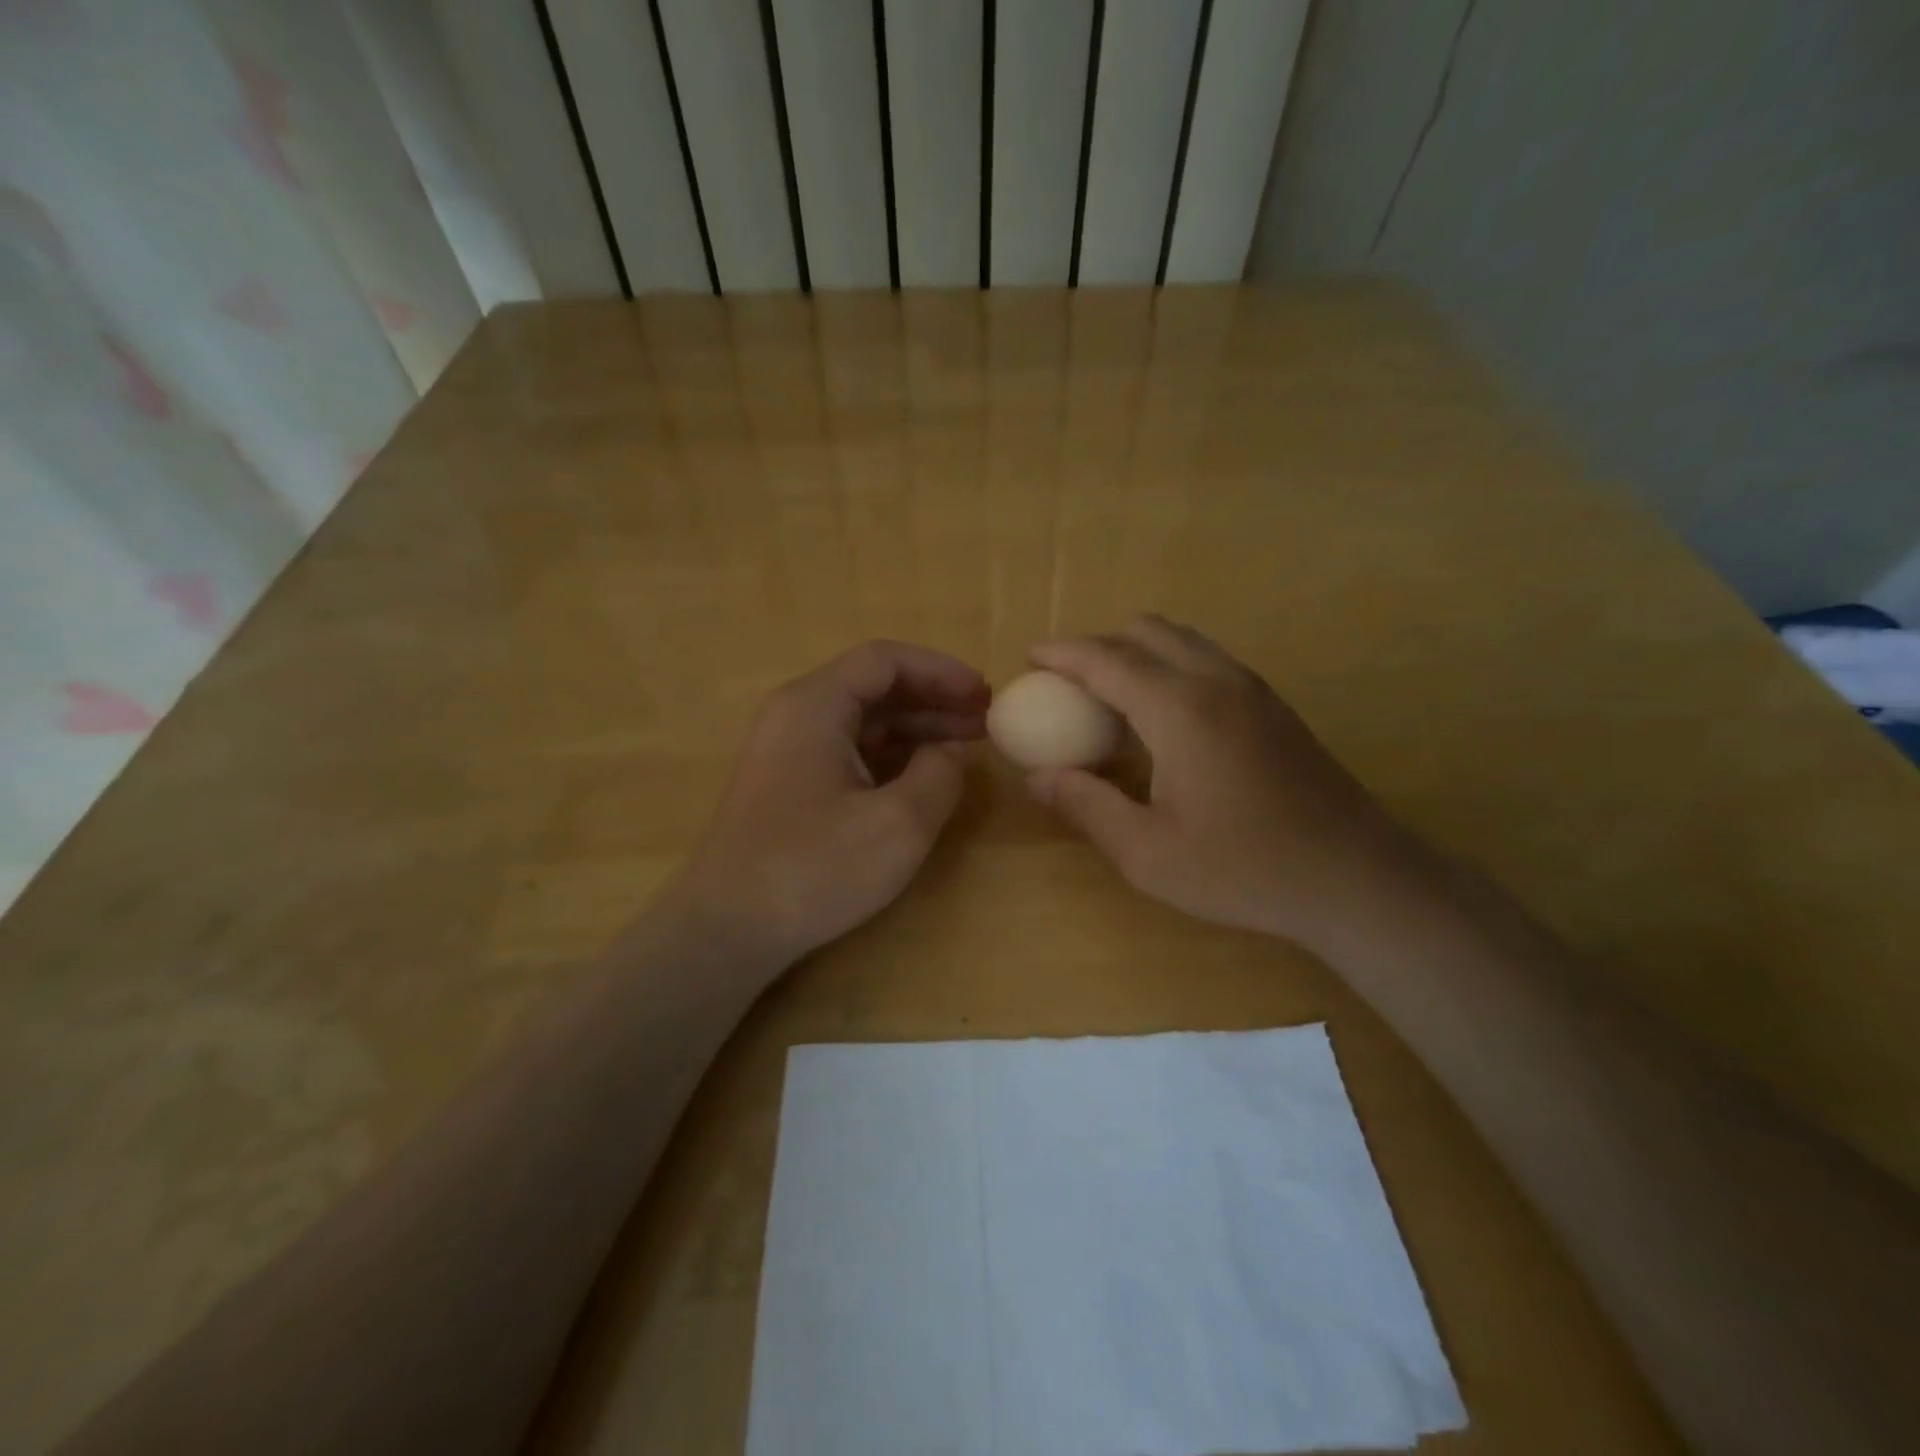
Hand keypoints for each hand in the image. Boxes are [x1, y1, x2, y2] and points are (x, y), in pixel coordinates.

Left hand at [670, 641, 987, 968]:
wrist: (728, 929)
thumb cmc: (813, 869)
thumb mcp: (897, 824)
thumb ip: (940, 774)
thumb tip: (953, 750)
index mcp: (815, 705)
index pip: (885, 660)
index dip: (941, 671)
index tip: (984, 695)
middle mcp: (797, 715)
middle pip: (875, 688)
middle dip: (934, 700)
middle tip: (986, 721)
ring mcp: (789, 750)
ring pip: (864, 721)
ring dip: (917, 729)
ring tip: (968, 747)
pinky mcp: (790, 784)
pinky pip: (849, 751)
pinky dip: (892, 757)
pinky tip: (925, 776)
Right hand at [1026, 617, 1420, 948]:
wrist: (1354, 877)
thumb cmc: (1244, 869)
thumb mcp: (1148, 853)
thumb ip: (1087, 806)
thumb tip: (1037, 777)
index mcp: (1180, 710)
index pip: (1106, 659)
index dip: (1063, 653)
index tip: (1030, 658)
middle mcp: (1216, 681)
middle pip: (1146, 631)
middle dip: (1099, 645)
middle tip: (1068, 684)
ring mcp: (1252, 687)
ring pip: (1182, 639)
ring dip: (1137, 651)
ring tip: (1111, 695)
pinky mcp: (1273, 703)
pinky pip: (1208, 659)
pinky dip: (1171, 664)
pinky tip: (1164, 715)